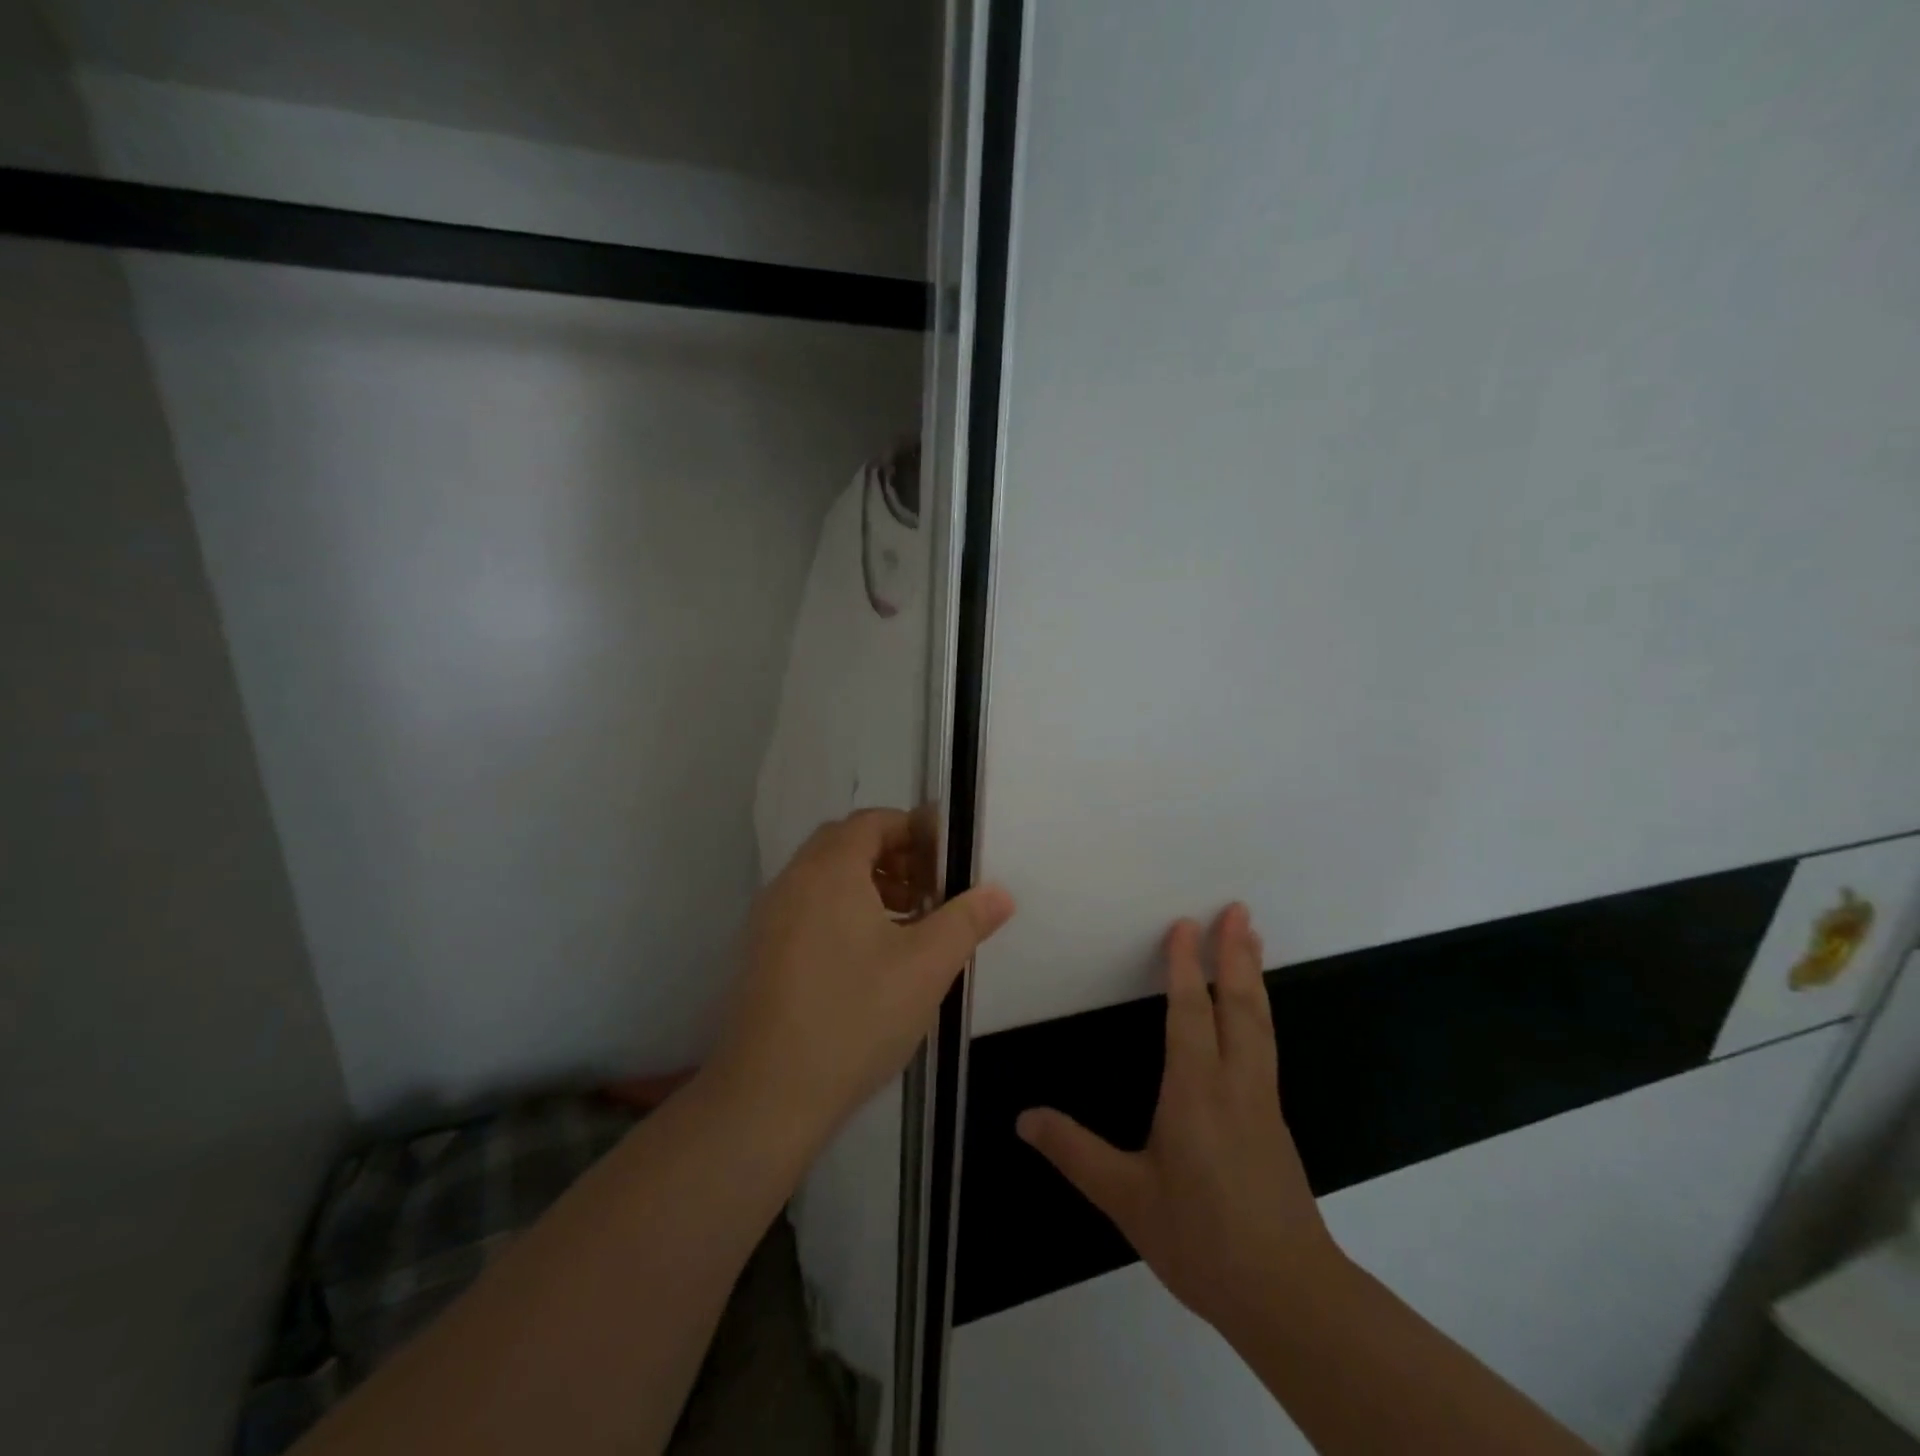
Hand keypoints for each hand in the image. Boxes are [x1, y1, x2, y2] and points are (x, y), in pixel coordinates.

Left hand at [712, 808, 1015, 1142]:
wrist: (768, 1095)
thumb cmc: (855, 1017)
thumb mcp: (926, 966)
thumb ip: (966, 920)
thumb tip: (999, 892)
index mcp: (829, 871)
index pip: (873, 821)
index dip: (914, 829)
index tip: (948, 858)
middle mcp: (792, 881)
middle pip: (846, 844)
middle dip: (895, 856)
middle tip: (931, 888)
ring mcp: (769, 917)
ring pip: (825, 878)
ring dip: (869, 884)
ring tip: (908, 922)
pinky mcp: (760, 952)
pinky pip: (807, 908)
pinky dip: (842, 910)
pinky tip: (871, 956)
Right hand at [1017, 905, 1339, 1334]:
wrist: (1289, 1297)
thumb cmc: (1201, 1239)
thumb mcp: (1127, 1198)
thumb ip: (1075, 1153)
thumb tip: (1024, 1118)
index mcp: (1196, 1091)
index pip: (1189, 1012)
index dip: (1184, 966)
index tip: (1183, 924)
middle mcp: (1234, 1084)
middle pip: (1238, 1005)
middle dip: (1235, 954)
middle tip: (1238, 910)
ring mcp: (1262, 1101)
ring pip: (1260, 1023)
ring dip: (1253, 976)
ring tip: (1253, 939)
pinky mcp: (1275, 1122)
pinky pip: (1266, 1046)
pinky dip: (1259, 1012)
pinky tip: (1254, 1016)